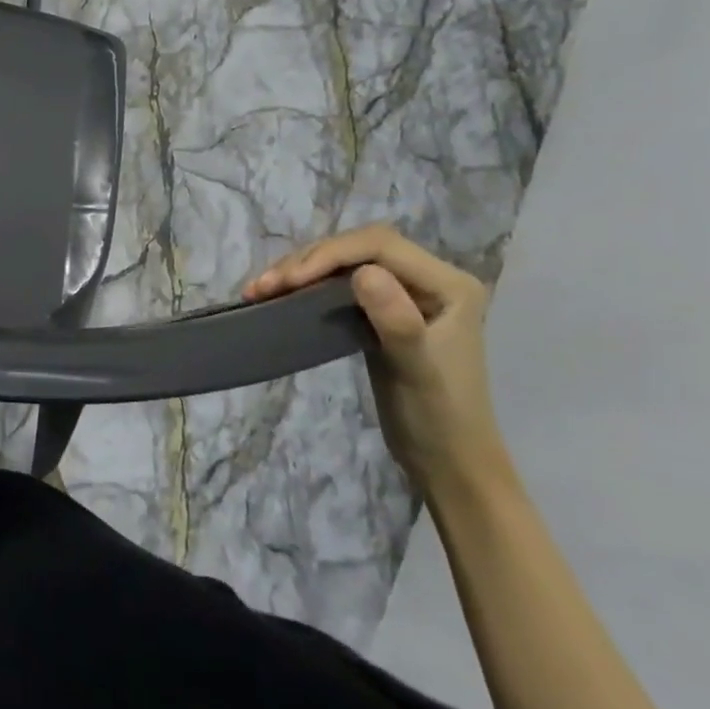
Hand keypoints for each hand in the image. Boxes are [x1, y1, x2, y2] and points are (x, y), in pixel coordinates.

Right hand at [244, 226, 510, 499]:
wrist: (447, 463)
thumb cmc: (438, 418)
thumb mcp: (416, 371)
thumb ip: (397, 321)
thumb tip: (363, 273)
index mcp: (449, 284)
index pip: (380, 246)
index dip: (332, 254)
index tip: (290, 281)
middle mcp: (429, 279)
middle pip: (358, 248)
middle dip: (308, 260)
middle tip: (264, 286)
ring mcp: (405, 294)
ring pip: (344, 262)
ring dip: (300, 271)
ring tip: (260, 290)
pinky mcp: (382, 310)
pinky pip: (338, 284)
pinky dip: (306, 287)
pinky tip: (279, 296)